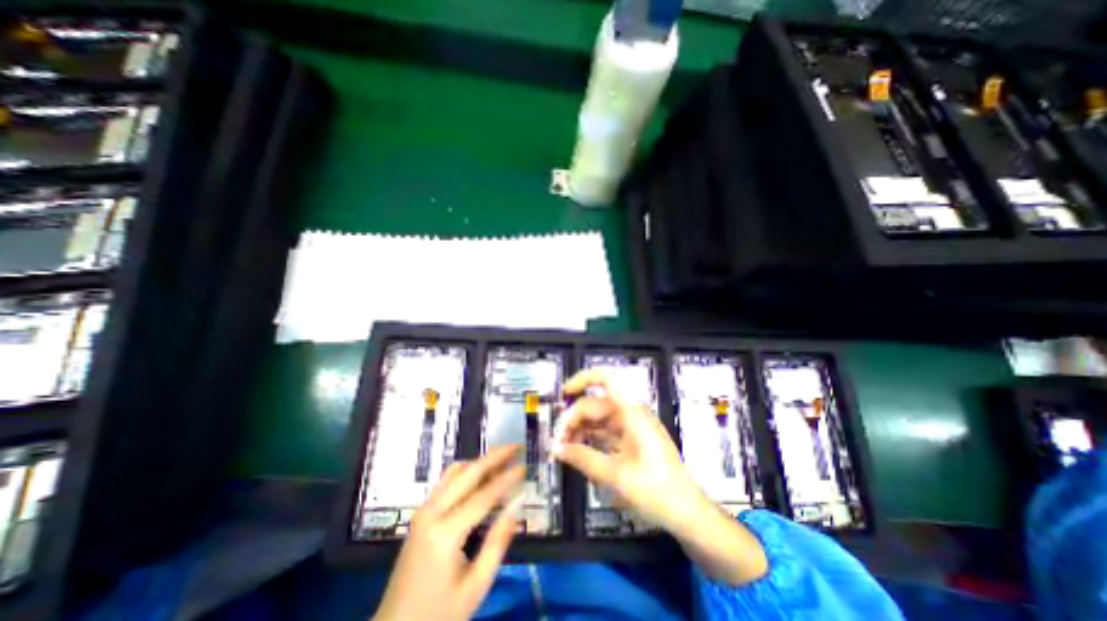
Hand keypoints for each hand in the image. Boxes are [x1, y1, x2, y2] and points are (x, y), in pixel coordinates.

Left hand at [373, 447, 524, 620]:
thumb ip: (497, 543)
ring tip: (503, 458)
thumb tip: (517, 506)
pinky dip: (468, 470)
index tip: (524, 464)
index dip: (506, 478)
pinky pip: (447, 480)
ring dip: (481, 460)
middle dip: (494, 456)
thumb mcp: (475, 587)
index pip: (483, 495)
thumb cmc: (439, 614)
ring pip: (455, 471)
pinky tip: (482, 473)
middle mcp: (431, 513)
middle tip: (516, 447)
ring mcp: (423, 510)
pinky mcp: (421, 512)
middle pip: (467, 472)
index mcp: (445, 534)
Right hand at [552, 369, 703, 533]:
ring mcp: (631, 426)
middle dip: (573, 418)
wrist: (687, 512)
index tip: (564, 393)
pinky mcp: (631, 439)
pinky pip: (605, 430)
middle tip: (557, 443)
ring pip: (598, 418)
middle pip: (595, 404)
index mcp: (632, 413)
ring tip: (563, 449)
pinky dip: (590, 437)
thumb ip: (583, 459)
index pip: (607, 380)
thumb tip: (556, 449)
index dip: (583, 379)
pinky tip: (577, 450)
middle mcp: (631, 414)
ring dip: (580, 428)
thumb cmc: (656, 491)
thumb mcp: (616, 476)